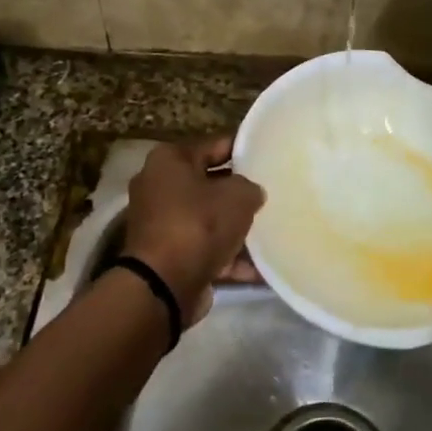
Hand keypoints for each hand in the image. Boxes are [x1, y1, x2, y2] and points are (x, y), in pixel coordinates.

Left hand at [121, 136, 265, 324]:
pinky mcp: (169, 256)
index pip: (214, 145)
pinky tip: (262, 267)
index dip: (243, 148)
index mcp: (169, 160)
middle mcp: (159, 187)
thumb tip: (251, 193)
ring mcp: (162, 224)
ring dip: (237, 228)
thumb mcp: (237, 196)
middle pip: (210, 184)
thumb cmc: (198, 225)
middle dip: (239, 192)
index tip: (268, 154)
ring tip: (272, 231)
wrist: (163, 285)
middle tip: (272, 193)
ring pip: (209, 220)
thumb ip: (250, 187)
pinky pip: (207, 250)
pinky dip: (231, 258)